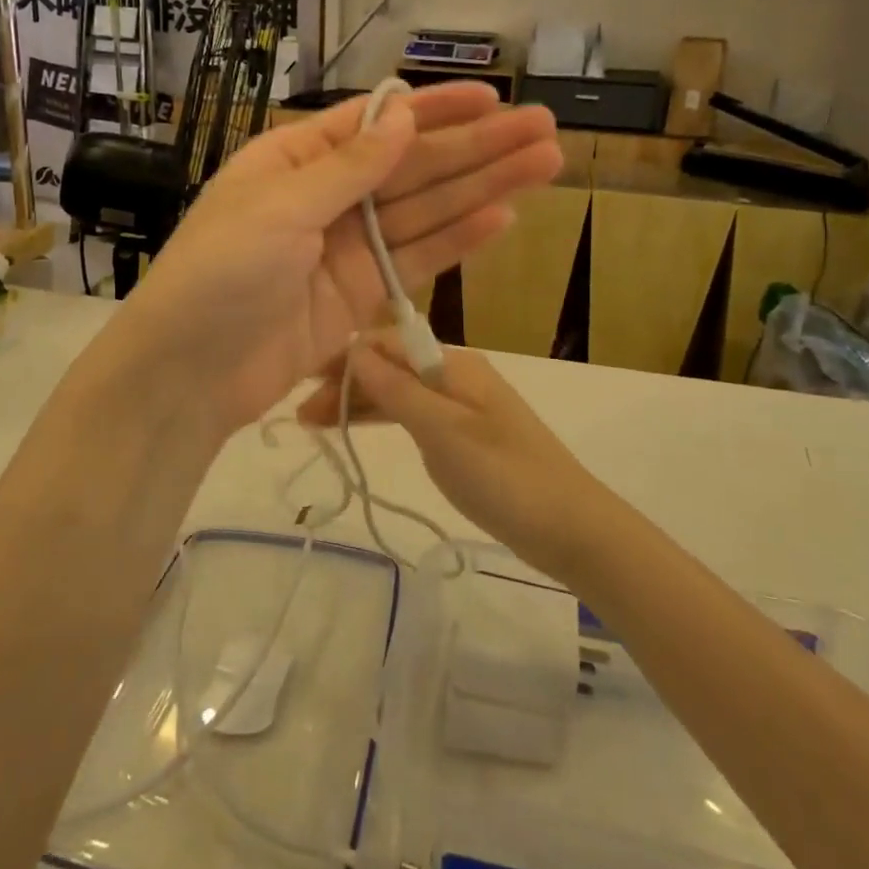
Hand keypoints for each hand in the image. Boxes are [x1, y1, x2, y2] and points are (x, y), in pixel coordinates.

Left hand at [112, 82, 560, 439]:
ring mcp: (347, 249)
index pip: (375, 124)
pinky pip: (416, 260)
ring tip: (544, 166)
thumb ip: (348, 166)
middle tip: (543, 130)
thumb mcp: (279, 206)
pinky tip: (502, 217)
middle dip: (477, 149)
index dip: (434, 110)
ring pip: (425, 211)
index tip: (491, 98)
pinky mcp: (362, 296)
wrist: (190, 373)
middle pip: (412, 167)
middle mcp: (326, 197)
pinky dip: (458, 240)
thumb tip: (403, 114)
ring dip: (483, 189)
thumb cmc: (220, 272)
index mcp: (295, 160)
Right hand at [298, 335, 619, 585]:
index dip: (343, 357)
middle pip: (390, 367)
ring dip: (359, 403)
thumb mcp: (443, 431)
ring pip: (398, 392)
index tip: (302, 380)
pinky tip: (357, 429)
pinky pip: (413, 416)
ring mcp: (460, 406)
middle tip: (300, 415)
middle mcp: (455, 375)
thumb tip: (354, 349)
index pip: (387, 342)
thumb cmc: (503, 475)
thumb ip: (397, 390)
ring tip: (313, 425)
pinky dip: (382, 420)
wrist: (569, 526)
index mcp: (453, 364)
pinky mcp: (462, 436)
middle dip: (346, 382)